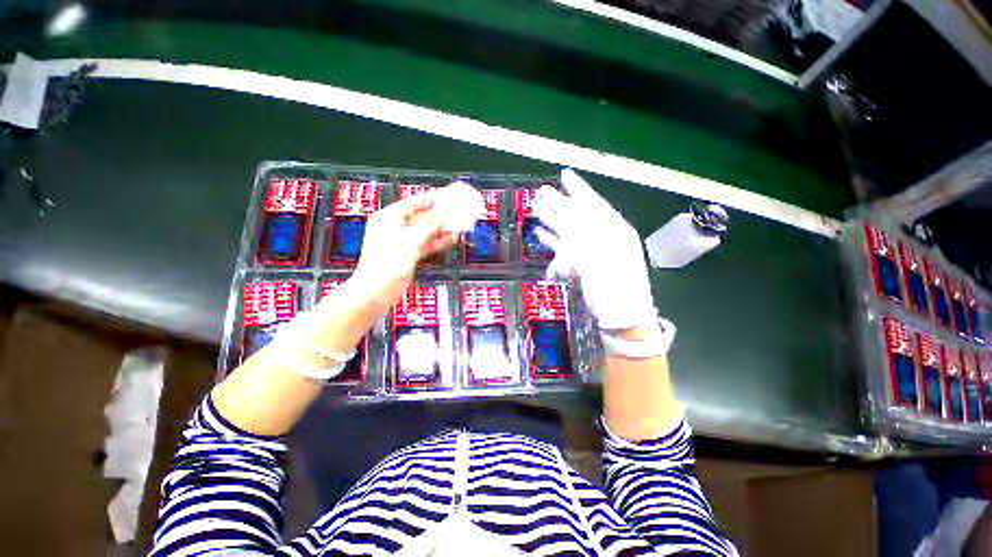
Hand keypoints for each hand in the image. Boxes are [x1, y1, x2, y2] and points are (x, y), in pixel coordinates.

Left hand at [351, 191, 457, 308]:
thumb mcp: (411, 239)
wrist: (377, 290)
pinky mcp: (410, 254)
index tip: (447, 195)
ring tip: (459, 223)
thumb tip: (445, 211)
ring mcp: (403, 242)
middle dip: (440, 214)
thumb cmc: (386, 263)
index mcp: (389, 218)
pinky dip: (439, 241)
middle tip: (457, 210)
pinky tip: (452, 238)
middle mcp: (395, 227)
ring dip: (441, 228)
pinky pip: (427, 243)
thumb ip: (430, 224)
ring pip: (426, 230)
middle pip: (422, 216)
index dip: (431, 198)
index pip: (413, 202)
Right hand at [533, 169, 655, 330]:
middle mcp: (604, 238)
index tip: (564, 175)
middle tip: (542, 192)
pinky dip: (553, 242)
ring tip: (537, 208)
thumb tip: (566, 226)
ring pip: (569, 231)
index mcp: (616, 233)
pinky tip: (542, 233)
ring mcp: (592, 253)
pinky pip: (565, 249)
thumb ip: (583, 245)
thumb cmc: (618, 294)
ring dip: (553, 220)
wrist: (623, 322)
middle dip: (560, 203)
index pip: (594, 204)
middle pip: (579, 216)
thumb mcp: (603, 266)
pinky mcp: (582, 266)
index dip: (579, 189)